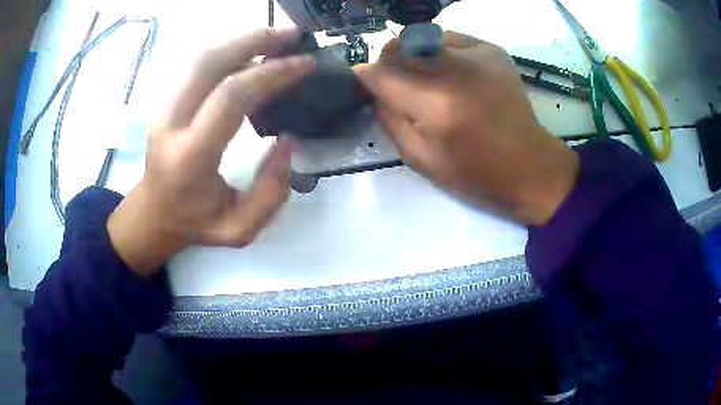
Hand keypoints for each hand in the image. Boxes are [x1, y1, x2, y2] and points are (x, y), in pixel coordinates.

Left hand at [107, 28, 315, 275]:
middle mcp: (170, 124)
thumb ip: (270, 194)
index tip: (305, 65)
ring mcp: (163, 107)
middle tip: (293, 36)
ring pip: (201, 56)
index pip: (231, 97)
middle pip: (211, 62)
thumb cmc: (195, 223)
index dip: (271, 74)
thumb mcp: (238, 230)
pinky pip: (197, 63)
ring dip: (242, 40)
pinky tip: (250, 51)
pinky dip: (227, 49)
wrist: (153, 212)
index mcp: (189, 157)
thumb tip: (287, 141)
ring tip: (276, 38)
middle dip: (256, 41)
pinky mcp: (166, 99)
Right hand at [355, 32, 579, 225]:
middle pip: (397, 47)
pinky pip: (447, 38)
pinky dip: (439, 52)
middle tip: (397, 86)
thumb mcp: (421, 159)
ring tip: (427, 80)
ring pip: (420, 37)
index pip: (380, 74)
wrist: (530, 166)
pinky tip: (451, 73)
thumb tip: (371, 86)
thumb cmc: (476, 174)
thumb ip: (388, 118)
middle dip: (388, 65)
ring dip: (412, 56)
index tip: (365, 86)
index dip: (365, 78)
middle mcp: (456, 71)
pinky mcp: (491, 49)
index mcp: (437, 106)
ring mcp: (478, 55)